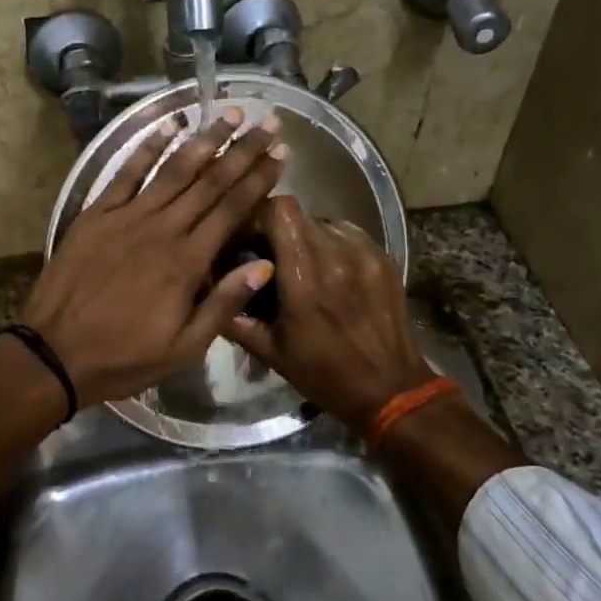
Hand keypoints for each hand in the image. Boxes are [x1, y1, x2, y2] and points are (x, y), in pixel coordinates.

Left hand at [20, 108, 286, 405]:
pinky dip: (147, 148)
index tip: (280, 154)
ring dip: (204, 139)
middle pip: (210, 182)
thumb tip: (265, 265)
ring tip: (230, 113)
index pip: (232, 210)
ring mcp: (127, 217)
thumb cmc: (124, 357)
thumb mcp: (184, 348)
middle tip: (268, 122)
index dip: (258, 180)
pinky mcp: (97, 214)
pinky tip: (168, 125)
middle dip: (243, 150)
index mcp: (187, 262)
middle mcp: (162, 229)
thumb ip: (224, 304)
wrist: (54, 353)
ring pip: (173, 170)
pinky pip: (126, 173)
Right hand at [223, 195, 435, 436]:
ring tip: (302, 265)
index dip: (259, 216)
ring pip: (323, 222)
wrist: (390, 389)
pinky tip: (330, 271)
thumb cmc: (324, 373)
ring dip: (306, 237)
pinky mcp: (384, 258)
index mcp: (304, 277)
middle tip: (271, 256)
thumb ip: (235, 317)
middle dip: (278, 229)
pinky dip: (332, 244)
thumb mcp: (271, 351)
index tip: (248, 238)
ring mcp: (364, 254)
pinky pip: (348, 235)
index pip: (280, 211)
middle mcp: (335, 255)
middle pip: (298, 214)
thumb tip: (209, 291)